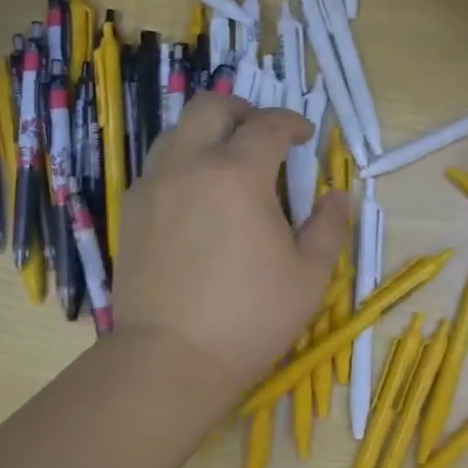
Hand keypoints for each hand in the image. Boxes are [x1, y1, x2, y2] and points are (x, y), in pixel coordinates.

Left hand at [112, 95, 350, 429]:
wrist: (169, 361)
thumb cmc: (250, 317)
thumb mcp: (310, 274)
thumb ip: (329, 225)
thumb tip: (336, 196)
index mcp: (238, 174)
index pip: (268, 125)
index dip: (292, 123)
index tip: (306, 137)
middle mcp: (190, 165)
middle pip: (211, 106)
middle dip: (243, 110)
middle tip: (264, 136)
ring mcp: (153, 186)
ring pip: (177, 132)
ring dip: (209, 134)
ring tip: (230, 166)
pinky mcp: (131, 212)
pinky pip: (159, 167)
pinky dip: (184, 164)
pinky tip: (201, 200)